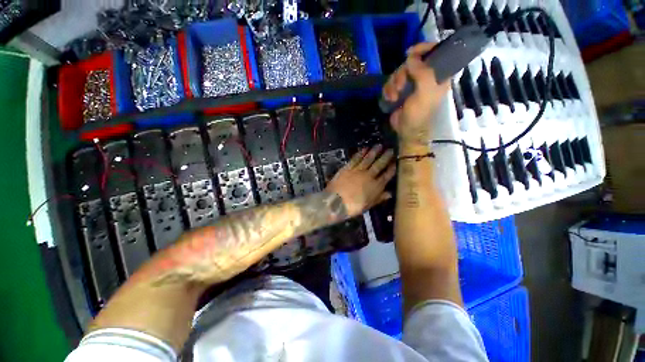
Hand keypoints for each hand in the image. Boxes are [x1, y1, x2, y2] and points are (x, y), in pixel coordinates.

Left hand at [326, 145, 395, 217]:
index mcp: (375, 186)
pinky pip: (356, 159)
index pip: (386, 176)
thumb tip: (390, 193)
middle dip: (385, 157)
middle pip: (379, 165)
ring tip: (379, 145)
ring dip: (374, 152)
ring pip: (368, 159)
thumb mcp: (368, 205)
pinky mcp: (348, 168)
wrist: (336, 202)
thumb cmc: (353, 207)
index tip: (395, 162)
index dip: (391, 169)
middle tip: (390, 149)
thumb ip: (379, 198)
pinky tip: (364, 148)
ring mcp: (358, 170)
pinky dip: (360, 153)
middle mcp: (368, 176)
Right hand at [382, 43, 450, 146]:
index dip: (423, 48)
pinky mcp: (399, 91)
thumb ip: (423, 73)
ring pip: (399, 72)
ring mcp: (411, 84)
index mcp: (437, 75)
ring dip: (393, 84)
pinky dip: (388, 90)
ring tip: (394, 97)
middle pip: (411, 62)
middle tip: (401, 86)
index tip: (410, 53)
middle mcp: (424, 76)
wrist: (406, 130)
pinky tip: (390, 99)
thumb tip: (411, 58)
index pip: (434, 52)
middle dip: (402, 74)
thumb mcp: (425, 93)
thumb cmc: (419, 113)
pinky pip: (391, 82)